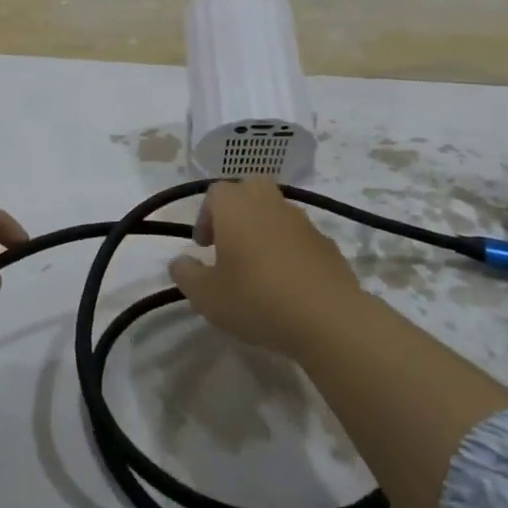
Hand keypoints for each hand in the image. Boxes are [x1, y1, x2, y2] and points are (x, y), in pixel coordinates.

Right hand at [169, 178, 365, 359]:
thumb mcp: (206, 296)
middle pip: (249, 189)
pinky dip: (289, 248)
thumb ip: (186, 275)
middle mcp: (268, 203)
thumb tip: (180, 261)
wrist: (328, 318)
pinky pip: (299, 236)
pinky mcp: (327, 242)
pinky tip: (287, 281)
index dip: (205, 216)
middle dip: (237, 209)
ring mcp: (302, 221)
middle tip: (230, 243)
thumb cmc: (256, 299)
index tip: (204, 247)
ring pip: (276, 211)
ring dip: (263, 228)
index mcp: (235, 207)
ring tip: (258, 267)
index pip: (215, 193)